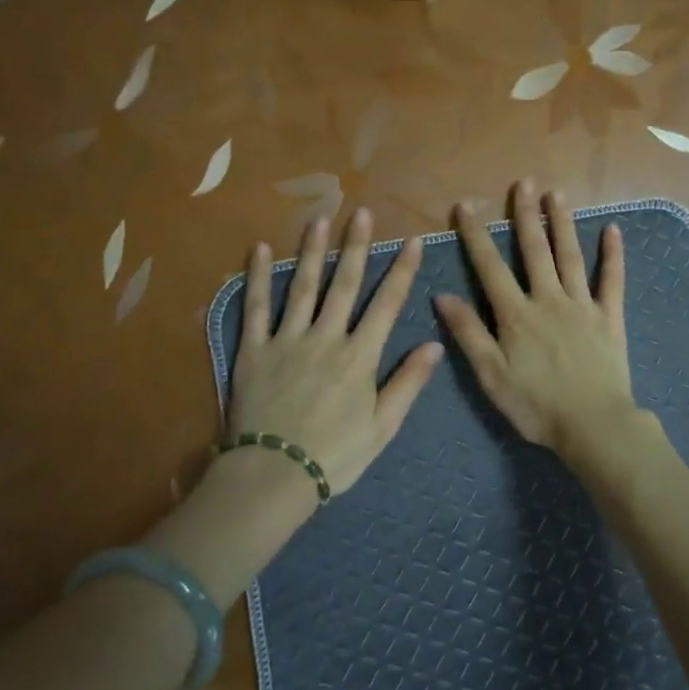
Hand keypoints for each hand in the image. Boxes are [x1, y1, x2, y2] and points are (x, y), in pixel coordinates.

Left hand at [229, 208, 443, 495]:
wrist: (273, 476)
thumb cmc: (334, 455)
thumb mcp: (382, 427)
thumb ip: (408, 382)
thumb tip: (434, 343)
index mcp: (359, 356)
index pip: (387, 304)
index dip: (402, 270)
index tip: (413, 241)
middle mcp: (326, 338)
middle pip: (345, 284)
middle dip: (356, 246)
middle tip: (362, 213)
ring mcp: (287, 340)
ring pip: (302, 286)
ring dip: (312, 250)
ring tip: (319, 219)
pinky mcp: (254, 349)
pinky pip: (255, 307)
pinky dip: (257, 277)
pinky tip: (258, 249)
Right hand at [434, 180, 635, 457]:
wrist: (593, 425)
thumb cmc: (536, 406)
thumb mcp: (491, 375)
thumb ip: (469, 333)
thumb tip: (443, 295)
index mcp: (516, 314)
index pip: (490, 267)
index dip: (476, 235)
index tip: (465, 206)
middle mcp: (549, 299)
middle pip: (535, 250)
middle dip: (525, 215)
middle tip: (523, 182)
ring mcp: (582, 305)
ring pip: (570, 256)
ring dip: (562, 223)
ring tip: (557, 194)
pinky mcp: (610, 318)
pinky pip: (612, 280)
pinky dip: (613, 255)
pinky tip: (613, 230)